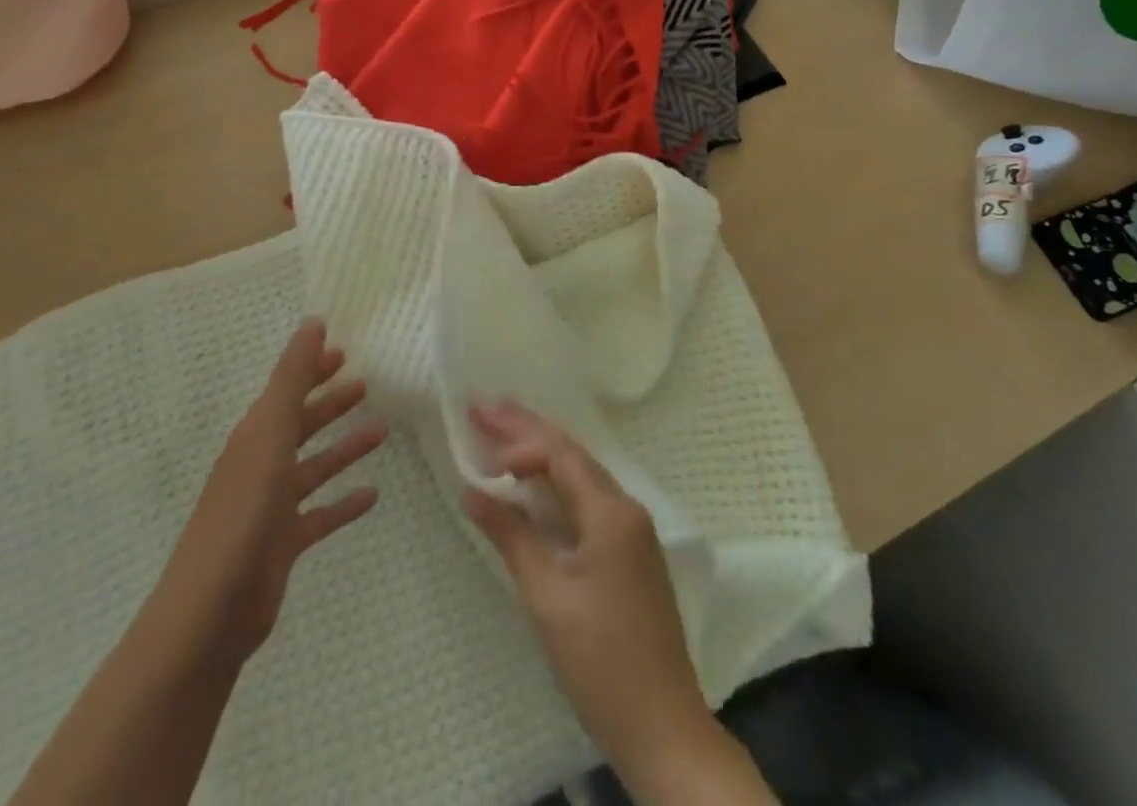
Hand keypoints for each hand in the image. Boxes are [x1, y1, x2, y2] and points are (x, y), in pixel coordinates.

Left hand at [161, 321, 386, 663]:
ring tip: (382, 431)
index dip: (312, 368)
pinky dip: (344, 502)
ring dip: (344, 447)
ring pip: (314, 466)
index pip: (287, 390)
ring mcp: (271, 506)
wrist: (210, 614)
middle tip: (366, 383)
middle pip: (300, 424)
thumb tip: (312, 322)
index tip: (343, 350)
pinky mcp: (283, 544)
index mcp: (254, 436)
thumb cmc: (242, 514)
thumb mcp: (269, 434)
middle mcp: (261, 464)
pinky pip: (321, 513)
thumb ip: (292, 379)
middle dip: (330, 403)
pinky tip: (372, 495)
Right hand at [461, 401, 726, 796]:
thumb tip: (472, 491)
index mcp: (612, 512)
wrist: (663, 729)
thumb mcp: (546, 597)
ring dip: (540, 453)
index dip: (520, 444)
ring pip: (580, 474)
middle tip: (482, 406)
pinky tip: (533, 483)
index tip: (482, 454)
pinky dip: (555, 484)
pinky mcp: (629, 552)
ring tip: (500, 432)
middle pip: (572, 454)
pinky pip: (587, 499)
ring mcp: (632, 530)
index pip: (562, 455)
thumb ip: (511, 536)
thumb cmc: (601, 662)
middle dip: (527, 429)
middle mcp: (627, 508)